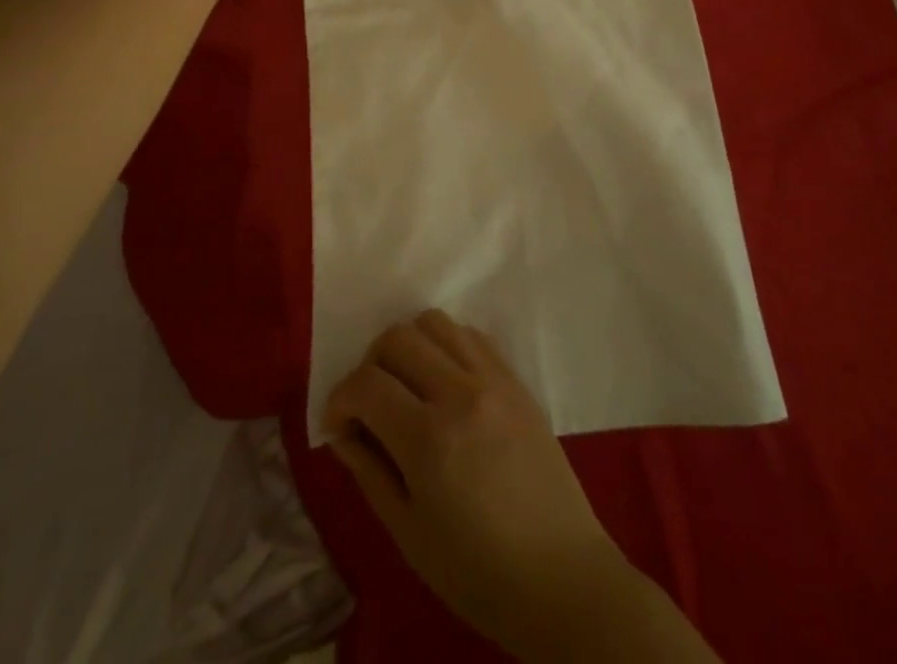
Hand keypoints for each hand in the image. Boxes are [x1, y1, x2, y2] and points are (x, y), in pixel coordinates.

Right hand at [323, 311, 632, 658]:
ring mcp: (493, 378)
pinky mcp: (515, 377)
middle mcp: (460, 392)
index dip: (339, 399)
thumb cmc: (477, 571)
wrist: (559, 573)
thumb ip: (369, 470)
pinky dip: (446, 346)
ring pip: (435, 322)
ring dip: (409, 345)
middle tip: (370, 404)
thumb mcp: (409, 533)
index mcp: (429, 438)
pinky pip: (471, 335)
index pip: (366, 383)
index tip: (338, 425)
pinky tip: (444, 382)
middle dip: (370, 364)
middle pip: (397, 337)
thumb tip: (342, 429)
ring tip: (407, 385)